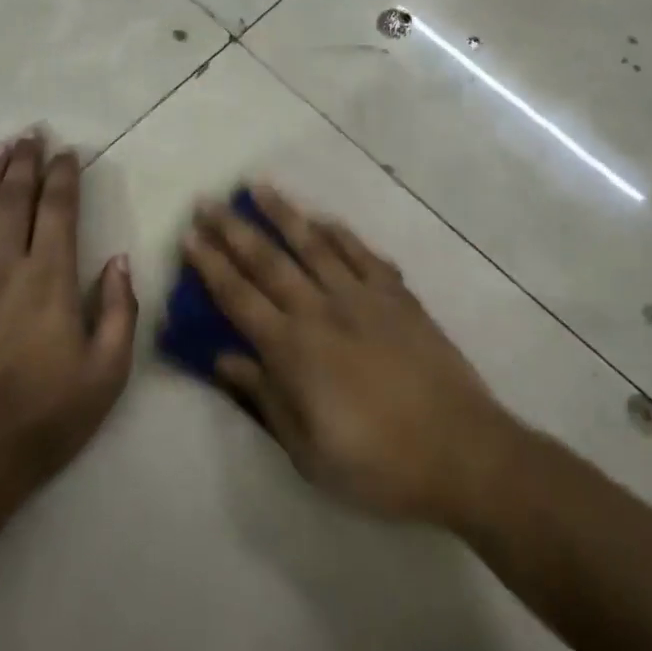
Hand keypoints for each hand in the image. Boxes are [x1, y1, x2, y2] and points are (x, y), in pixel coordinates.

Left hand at [0, 133, 136, 540]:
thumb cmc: (44, 420)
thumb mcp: (107, 374)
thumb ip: (120, 312)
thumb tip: (120, 261)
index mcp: (49, 280)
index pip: (58, 211)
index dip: (64, 176)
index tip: (67, 152)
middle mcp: (2, 268)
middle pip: (13, 201)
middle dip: (25, 163)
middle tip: (30, 133)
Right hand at [183, 185, 511, 527]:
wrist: (462, 452)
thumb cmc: (377, 464)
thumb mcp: (308, 450)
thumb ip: (265, 397)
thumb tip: (224, 359)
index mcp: (293, 350)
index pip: (239, 298)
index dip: (210, 266)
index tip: (189, 236)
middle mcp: (321, 311)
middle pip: (268, 261)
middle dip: (233, 229)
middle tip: (208, 201)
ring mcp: (363, 298)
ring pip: (314, 245)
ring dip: (283, 214)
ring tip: (258, 186)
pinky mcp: (399, 298)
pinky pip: (363, 255)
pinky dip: (341, 234)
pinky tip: (325, 220)